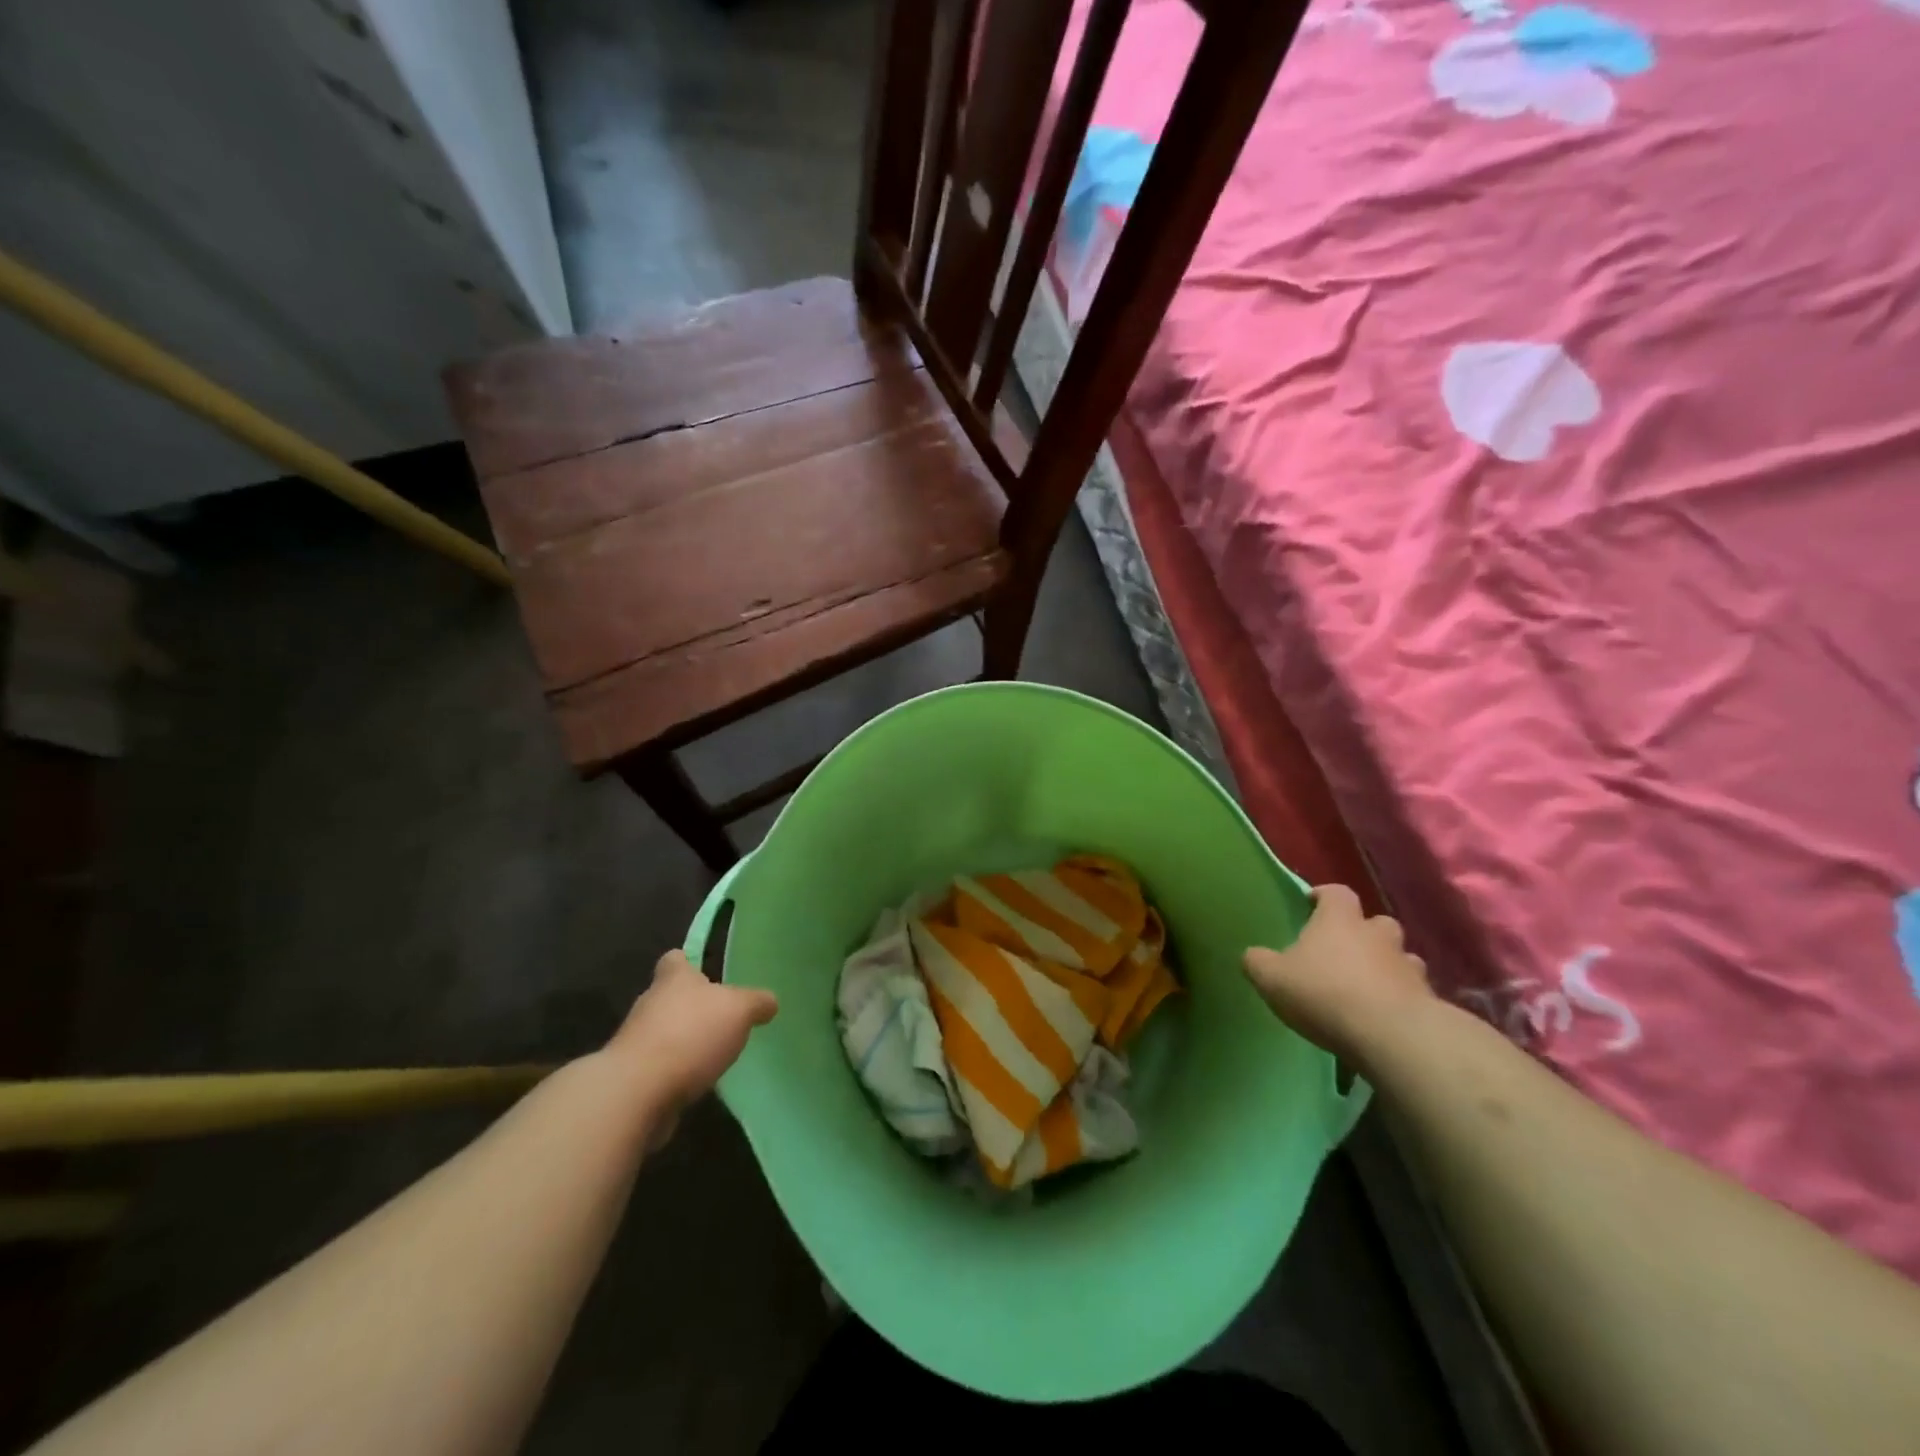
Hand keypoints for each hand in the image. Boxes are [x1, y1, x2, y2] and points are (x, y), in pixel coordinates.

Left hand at [607, 951, 777, 1132]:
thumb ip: (756, 1002)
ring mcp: (636, 1042)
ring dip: (683, 1040)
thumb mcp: (739, 1010)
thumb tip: (770, 1002)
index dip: (687, 961)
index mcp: (673, 979)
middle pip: (669, 996)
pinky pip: (659, 1066)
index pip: (675, 959)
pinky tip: (697, 1082)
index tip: (703, 970)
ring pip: (663, 1032)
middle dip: (690, 1005)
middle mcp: (650, 1004)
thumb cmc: (690, 1035)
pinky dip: (675, 1071)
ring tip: (713, 1052)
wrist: (636, 1092)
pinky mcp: (632, 1077)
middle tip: (720, 1015)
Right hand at [1243, 884, 1431, 1072]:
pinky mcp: (1427, 999)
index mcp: (1339, 920)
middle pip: (1375, 922)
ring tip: (1368, 985)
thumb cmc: (1325, 993)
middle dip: (1363, 932)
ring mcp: (1407, 966)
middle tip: (1344, 950)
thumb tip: (1253, 955)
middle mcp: (1377, 934)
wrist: (1391, 1035)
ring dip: (1386, 965)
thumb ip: (1258, 962)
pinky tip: (1385, 1015)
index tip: (1312, 904)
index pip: (1336, 893)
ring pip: (1400, 956)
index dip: (1324, 896)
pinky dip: (1401, 997)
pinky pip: (1412, 991)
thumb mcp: (1272, 978)